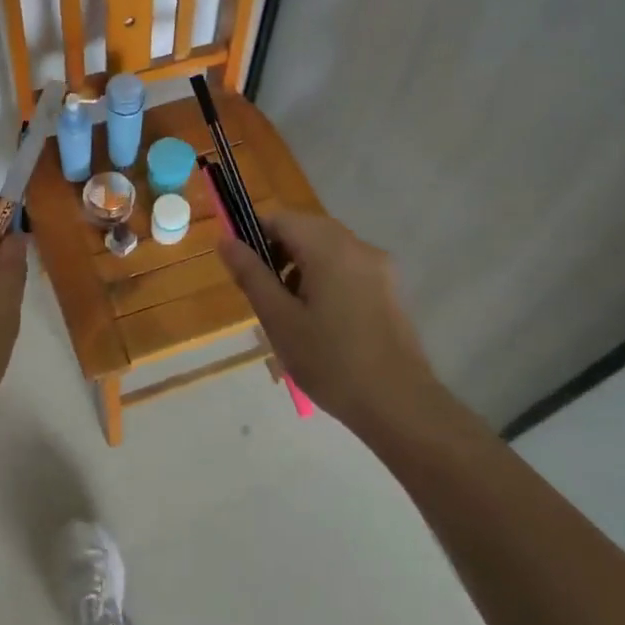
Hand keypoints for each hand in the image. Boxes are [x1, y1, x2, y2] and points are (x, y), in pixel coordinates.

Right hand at [217, 210, 444, 431]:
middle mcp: (359, 246)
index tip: (245, 272)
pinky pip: (347, 268)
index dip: (254, 237)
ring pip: (327, 250)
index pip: (281, 219)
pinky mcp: (390, 289)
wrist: (399, 404)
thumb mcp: (279, 319)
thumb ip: (251, 274)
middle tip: (266, 298)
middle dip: (279, 255)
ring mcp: (380, 267)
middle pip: (306, 231)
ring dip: (301, 268)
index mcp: (330, 248)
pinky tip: (321, 322)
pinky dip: (326, 280)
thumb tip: (225, 239)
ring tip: (291, 314)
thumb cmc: (330, 361)